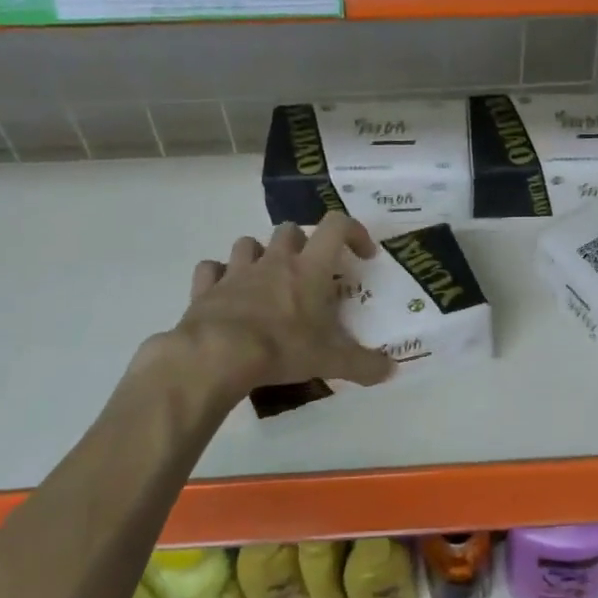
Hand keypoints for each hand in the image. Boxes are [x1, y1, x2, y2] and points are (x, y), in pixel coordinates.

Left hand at [149, 213, 394, 396]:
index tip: (362, 255)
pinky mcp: (206, 287)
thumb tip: (391, 371)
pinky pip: (211, 269)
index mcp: (309, 269)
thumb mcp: (330, 361)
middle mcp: (274, 261)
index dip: (354, 231)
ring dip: (259, 255)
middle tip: (309, 272)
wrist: (216, 356)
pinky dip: (218, 276)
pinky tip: (225, 293)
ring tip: (266, 279)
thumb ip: (364, 365)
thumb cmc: (281, 349)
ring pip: (248, 243)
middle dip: (303, 244)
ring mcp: (237, 271)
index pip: (336, 226)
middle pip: (290, 230)